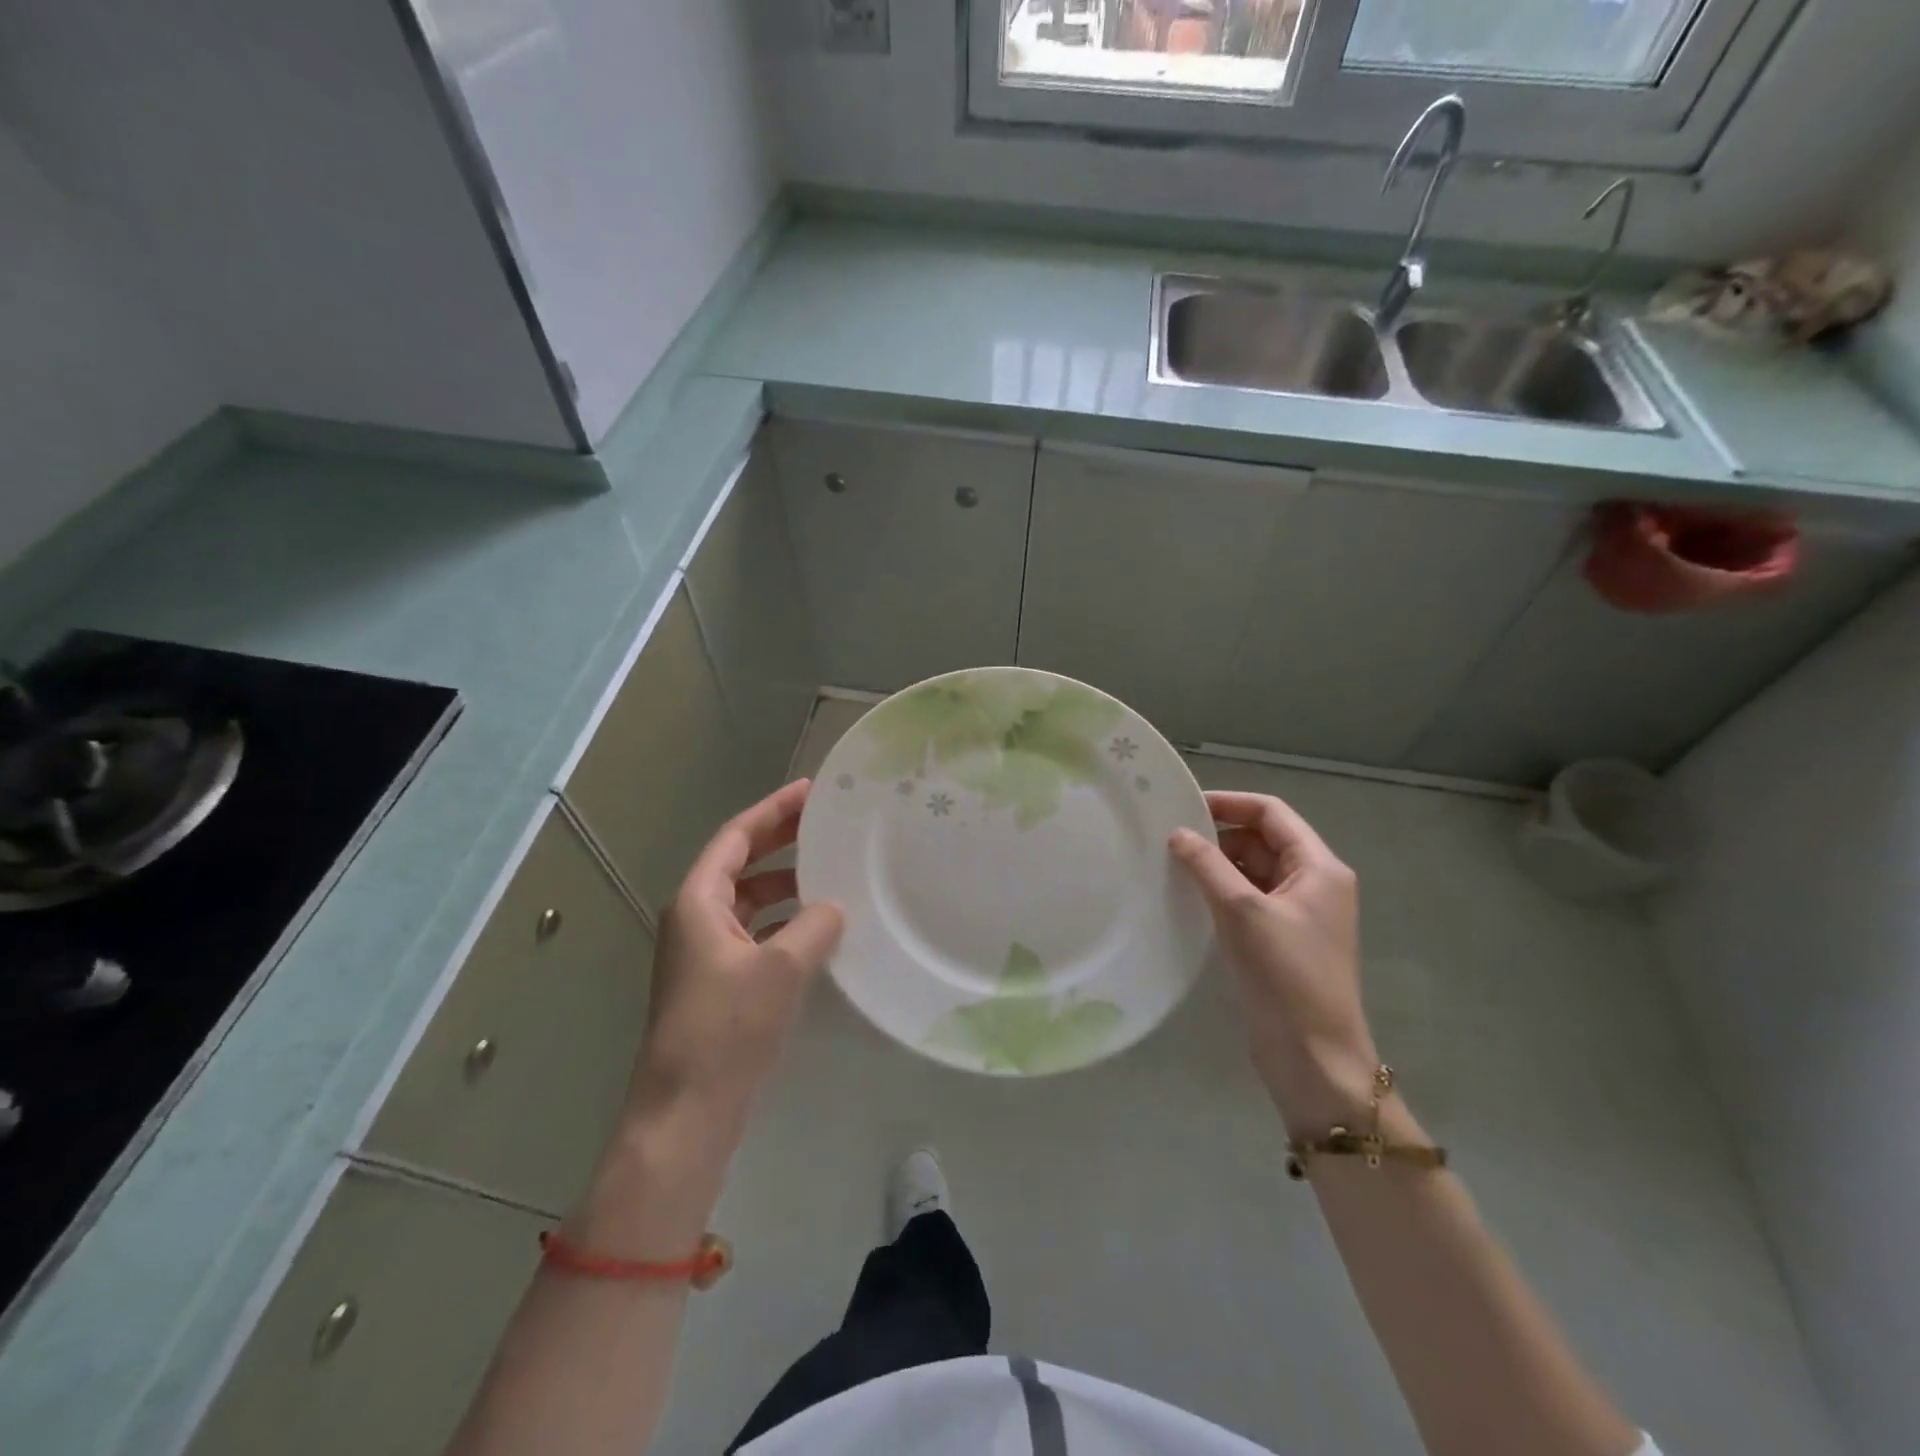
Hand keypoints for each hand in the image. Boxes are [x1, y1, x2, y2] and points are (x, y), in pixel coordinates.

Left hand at [629, 780, 843, 1143]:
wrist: (686, 1113)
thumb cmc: (727, 1029)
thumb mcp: (781, 968)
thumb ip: (815, 926)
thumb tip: (834, 907)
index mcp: (698, 902)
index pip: (736, 837)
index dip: (773, 811)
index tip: (811, 791)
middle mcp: (695, 919)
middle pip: (741, 864)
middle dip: (781, 841)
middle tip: (826, 823)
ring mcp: (704, 954)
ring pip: (748, 901)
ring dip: (785, 885)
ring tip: (830, 874)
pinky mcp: (717, 984)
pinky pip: (754, 934)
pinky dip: (783, 923)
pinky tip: (817, 931)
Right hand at [1170, 791, 1377, 1131]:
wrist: (1313, 1056)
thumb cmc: (1285, 974)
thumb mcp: (1243, 911)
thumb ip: (1207, 865)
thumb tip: (1178, 833)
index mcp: (1320, 867)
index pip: (1272, 813)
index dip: (1230, 803)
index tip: (1184, 805)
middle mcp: (1314, 883)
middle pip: (1262, 841)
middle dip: (1219, 836)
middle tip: (1170, 840)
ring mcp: (1298, 914)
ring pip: (1252, 871)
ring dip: (1217, 866)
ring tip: (1172, 866)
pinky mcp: (1281, 940)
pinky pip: (1248, 900)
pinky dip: (1221, 893)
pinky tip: (1189, 898)